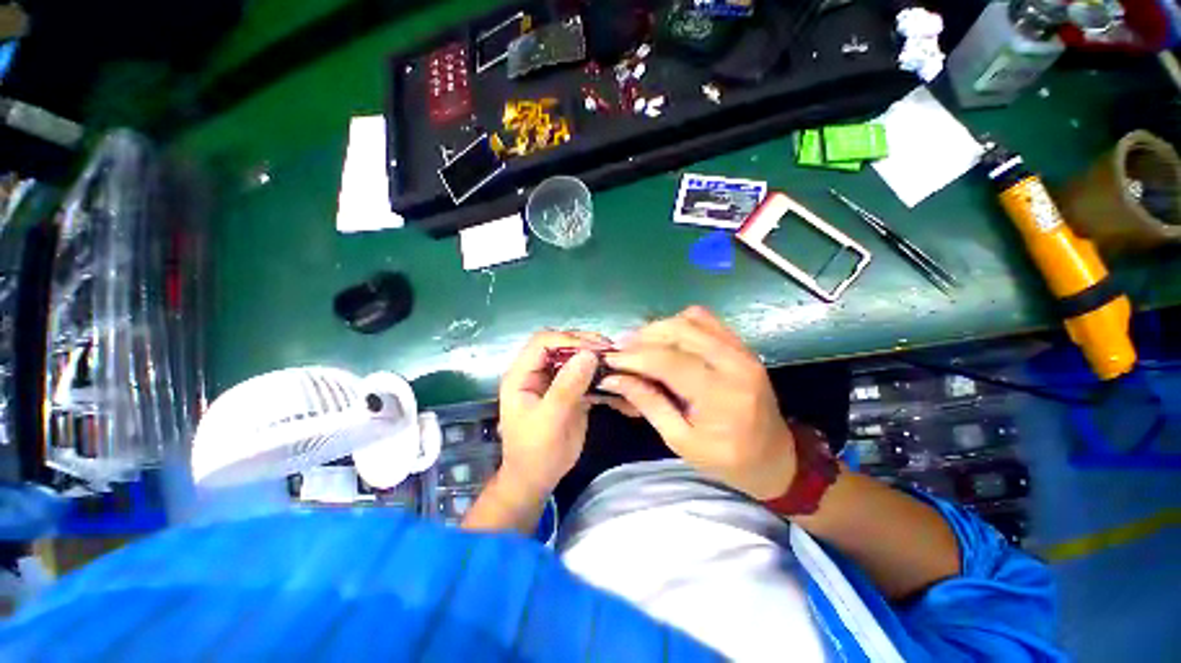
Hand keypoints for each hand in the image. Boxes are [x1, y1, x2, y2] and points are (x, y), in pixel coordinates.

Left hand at [497, 330, 610, 497]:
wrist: (537, 479)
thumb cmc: (535, 451)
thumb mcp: (550, 419)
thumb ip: (567, 386)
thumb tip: (589, 355)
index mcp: (522, 374)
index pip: (543, 342)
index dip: (568, 339)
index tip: (596, 348)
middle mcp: (537, 372)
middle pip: (561, 345)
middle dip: (585, 344)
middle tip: (610, 350)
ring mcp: (554, 381)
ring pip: (574, 358)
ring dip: (595, 357)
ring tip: (615, 360)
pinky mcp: (569, 392)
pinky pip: (584, 375)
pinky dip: (599, 374)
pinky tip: (614, 377)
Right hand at [599, 307, 796, 499]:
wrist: (776, 457)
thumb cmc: (727, 459)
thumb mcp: (681, 441)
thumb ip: (648, 403)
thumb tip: (614, 379)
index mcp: (721, 395)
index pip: (669, 361)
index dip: (634, 357)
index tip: (609, 360)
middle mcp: (734, 362)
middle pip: (679, 331)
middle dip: (643, 337)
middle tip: (621, 351)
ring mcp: (741, 349)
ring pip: (690, 319)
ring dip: (659, 328)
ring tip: (639, 345)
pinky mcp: (741, 345)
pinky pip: (705, 319)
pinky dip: (679, 324)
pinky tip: (666, 340)